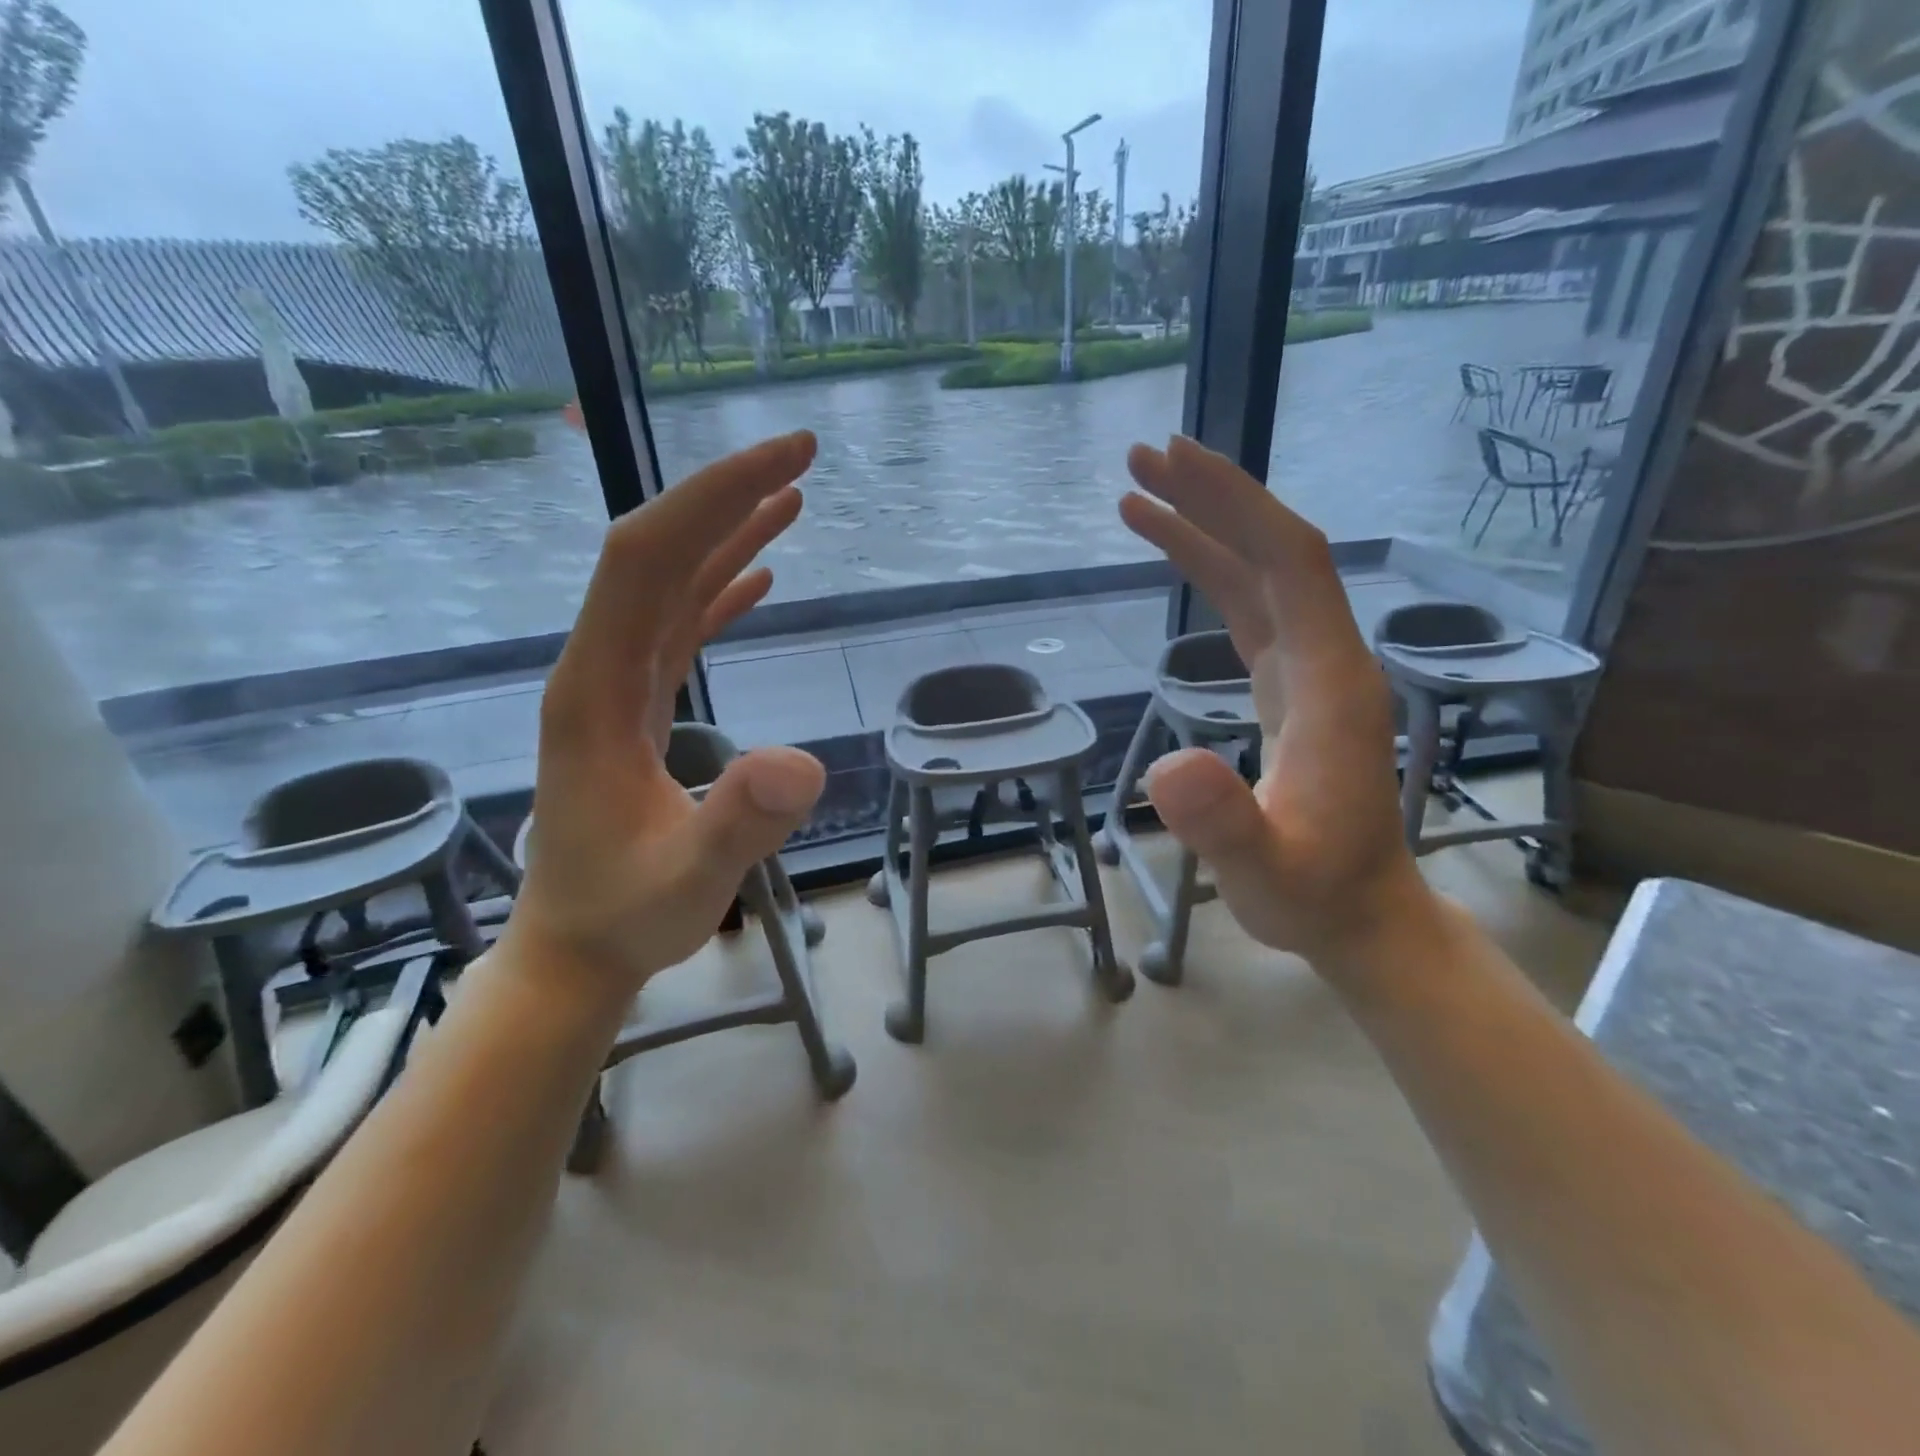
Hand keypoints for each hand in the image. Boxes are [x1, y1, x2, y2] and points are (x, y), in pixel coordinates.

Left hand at [502, 432, 826, 1002]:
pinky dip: (719, 589)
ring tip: (790, 496)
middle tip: (801, 454)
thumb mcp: (687, 881)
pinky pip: (677, 627)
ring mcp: (616, 686)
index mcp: (595, 691)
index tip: (783, 462)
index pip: (644, 563)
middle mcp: (598, 670)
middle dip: (725, 494)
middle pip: (654, 555)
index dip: (710, 500)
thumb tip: (803, 761)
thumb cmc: (627, 916)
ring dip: (726, 533)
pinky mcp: (637, 706)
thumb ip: (739, 824)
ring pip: (667, 584)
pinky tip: (758, 575)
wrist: (578, 947)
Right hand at [1118, 436, 1435, 971]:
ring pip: (1260, 576)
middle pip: (1275, 553)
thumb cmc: (1316, 896)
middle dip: (1213, 498)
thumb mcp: (1266, 873)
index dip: (1236, 505)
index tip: (1175, 462)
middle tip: (1142, 458)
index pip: (1291, 564)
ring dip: (1205, 529)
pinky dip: (1209, 574)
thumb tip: (1169, 769)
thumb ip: (1226, 825)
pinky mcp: (1289, 688)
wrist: (1362, 915)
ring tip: (1139, 496)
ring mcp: (1309, 672)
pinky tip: (1176, 559)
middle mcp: (1327, 660)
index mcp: (1331, 683)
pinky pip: (1250, 610)